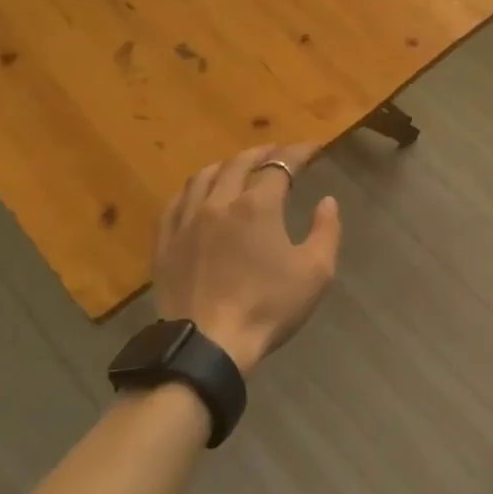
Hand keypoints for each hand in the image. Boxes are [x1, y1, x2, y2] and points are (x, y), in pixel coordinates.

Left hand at [152, 144, 341, 377]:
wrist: (208, 345)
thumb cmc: (268, 307)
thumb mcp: (316, 272)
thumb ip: (326, 231)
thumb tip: (327, 201)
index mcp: (257, 205)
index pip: (279, 165)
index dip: (298, 153)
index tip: (313, 149)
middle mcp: (219, 202)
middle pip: (239, 163)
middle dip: (262, 152)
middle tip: (277, 152)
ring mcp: (186, 220)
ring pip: (204, 176)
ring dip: (226, 165)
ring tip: (238, 167)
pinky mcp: (165, 242)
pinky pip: (176, 202)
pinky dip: (194, 189)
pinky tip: (198, 194)